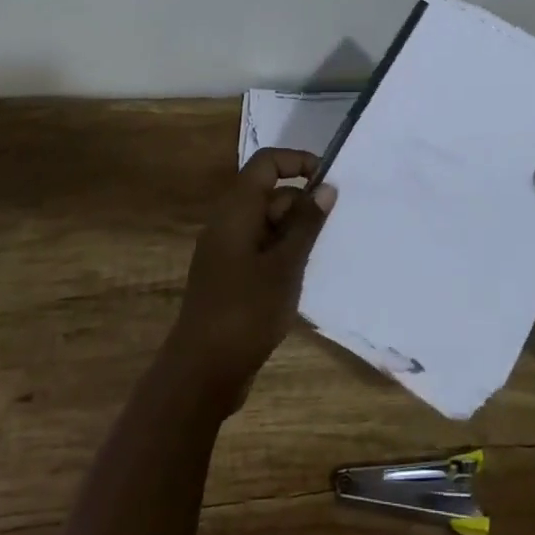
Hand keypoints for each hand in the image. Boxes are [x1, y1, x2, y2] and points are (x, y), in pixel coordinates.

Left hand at [168, 148, 335, 414]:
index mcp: (236, 210)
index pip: (266, 163)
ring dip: (295, 232)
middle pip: (269, 193)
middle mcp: (228, 222)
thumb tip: (325, 186)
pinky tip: (303, 275)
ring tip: (322, 255)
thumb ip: (306, 224)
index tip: (328, 181)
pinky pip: (261, 247)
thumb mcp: (285, 266)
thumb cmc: (245, 311)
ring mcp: (227, 250)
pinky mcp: (230, 275)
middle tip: (332, 230)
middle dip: (302, 204)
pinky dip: (283, 253)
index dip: (298, 162)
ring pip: (267, 223)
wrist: (202, 372)